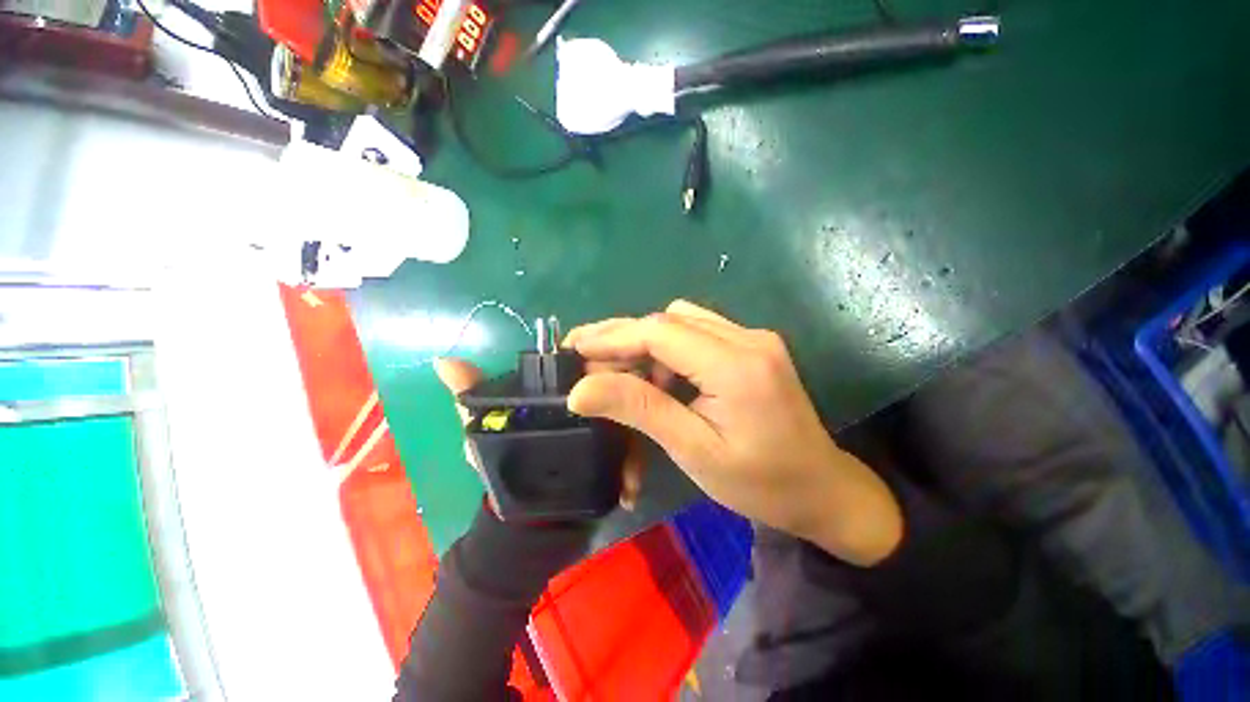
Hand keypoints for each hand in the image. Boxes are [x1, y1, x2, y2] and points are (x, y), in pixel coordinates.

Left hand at [433, 357, 646, 511]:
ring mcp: (606, 427)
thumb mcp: (485, 432)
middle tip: (625, 433)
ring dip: (631, 450)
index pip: (586, 368)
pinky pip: (633, 452)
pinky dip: (634, 470)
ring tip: (628, 478)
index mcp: (561, 391)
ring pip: (627, 422)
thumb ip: (470, 398)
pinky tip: (630, 491)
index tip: (614, 381)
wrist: (531, 517)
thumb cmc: (504, 466)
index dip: (600, 371)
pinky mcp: (616, 450)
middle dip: (623, 409)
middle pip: (614, 393)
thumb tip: (443, 360)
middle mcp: (588, 402)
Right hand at [564, 300, 902, 564]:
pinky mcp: (752, 345)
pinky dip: (668, 349)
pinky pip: (698, 333)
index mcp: (738, 365)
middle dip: (623, 337)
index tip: (573, 346)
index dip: (613, 336)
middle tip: (585, 359)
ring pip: (682, 321)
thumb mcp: (694, 450)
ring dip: (645, 343)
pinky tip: (658, 377)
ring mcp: (753, 337)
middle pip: (670, 319)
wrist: (822, 490)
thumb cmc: (760, 483)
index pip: (661, 332)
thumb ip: (639, 410)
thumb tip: (580, 390)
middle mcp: (748, 337)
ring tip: (619, 374)